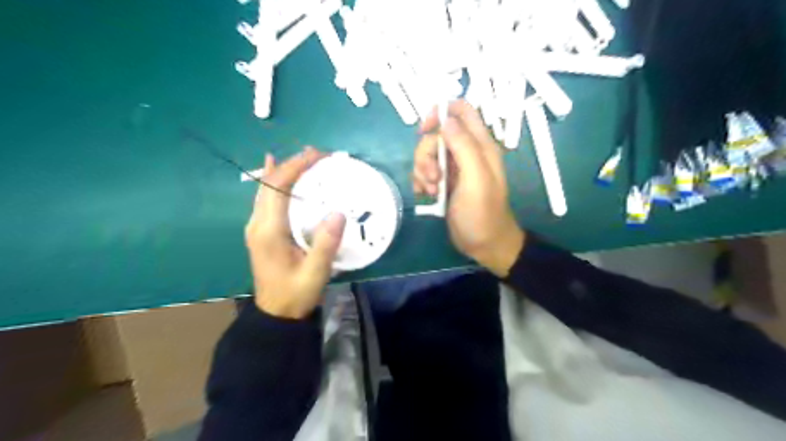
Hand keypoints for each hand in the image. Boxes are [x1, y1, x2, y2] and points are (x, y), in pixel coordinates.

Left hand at [245, 147, 345, 317]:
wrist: (276, 314)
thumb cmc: (296, 294)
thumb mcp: (315, 272)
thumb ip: (326, 244)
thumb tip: (338, 212)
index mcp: (269, 231)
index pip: (278, 188)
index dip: (297, 167)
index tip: (318, 156)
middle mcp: (257, 224)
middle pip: (269, 184)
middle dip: (291, 164)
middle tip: (315, 154)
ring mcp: (256, 228)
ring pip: (265, 190)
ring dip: (283, 171)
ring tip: (302, 159)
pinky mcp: (260, 232)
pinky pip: (264, 200)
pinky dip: (273, 183)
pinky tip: (274, 171)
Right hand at [412, 102, 526, 276]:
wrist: (484, 244)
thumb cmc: (482, 213)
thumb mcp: (476, 179)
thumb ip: (464, 147)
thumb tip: (446, 120)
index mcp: (480, 145)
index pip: (461, 111)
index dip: (441, 113)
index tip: (425, 130)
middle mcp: (466, 152)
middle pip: (436, 134)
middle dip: (427, 153)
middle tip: (434, 177)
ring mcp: (454, 168)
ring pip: (428, 154)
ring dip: (423, 171)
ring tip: (431, 191)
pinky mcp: (444, 182)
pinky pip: (424, 171)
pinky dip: (421, 181)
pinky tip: (425, 195)